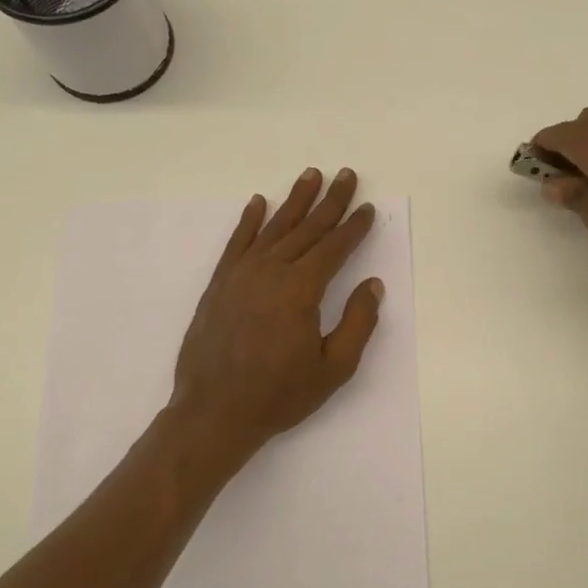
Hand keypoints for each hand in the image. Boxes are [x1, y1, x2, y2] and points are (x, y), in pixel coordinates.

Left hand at [171, 167, 384, 456]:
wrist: (214, 412)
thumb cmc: (279, 395)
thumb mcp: (333, 368)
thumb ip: (358, 323)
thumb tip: (373, 285)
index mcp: (301, 290)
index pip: (334, 248)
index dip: (353, 227)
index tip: (367, 208)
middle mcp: (271, 271)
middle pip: (307, 228)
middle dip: (330, 201)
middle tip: (346, 174)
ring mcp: (241, 274)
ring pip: (274, 228)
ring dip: (294, 200)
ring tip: (310, 176)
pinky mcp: (220, 284)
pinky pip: (237, 243)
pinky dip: (249, 221)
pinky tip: (258, 203)